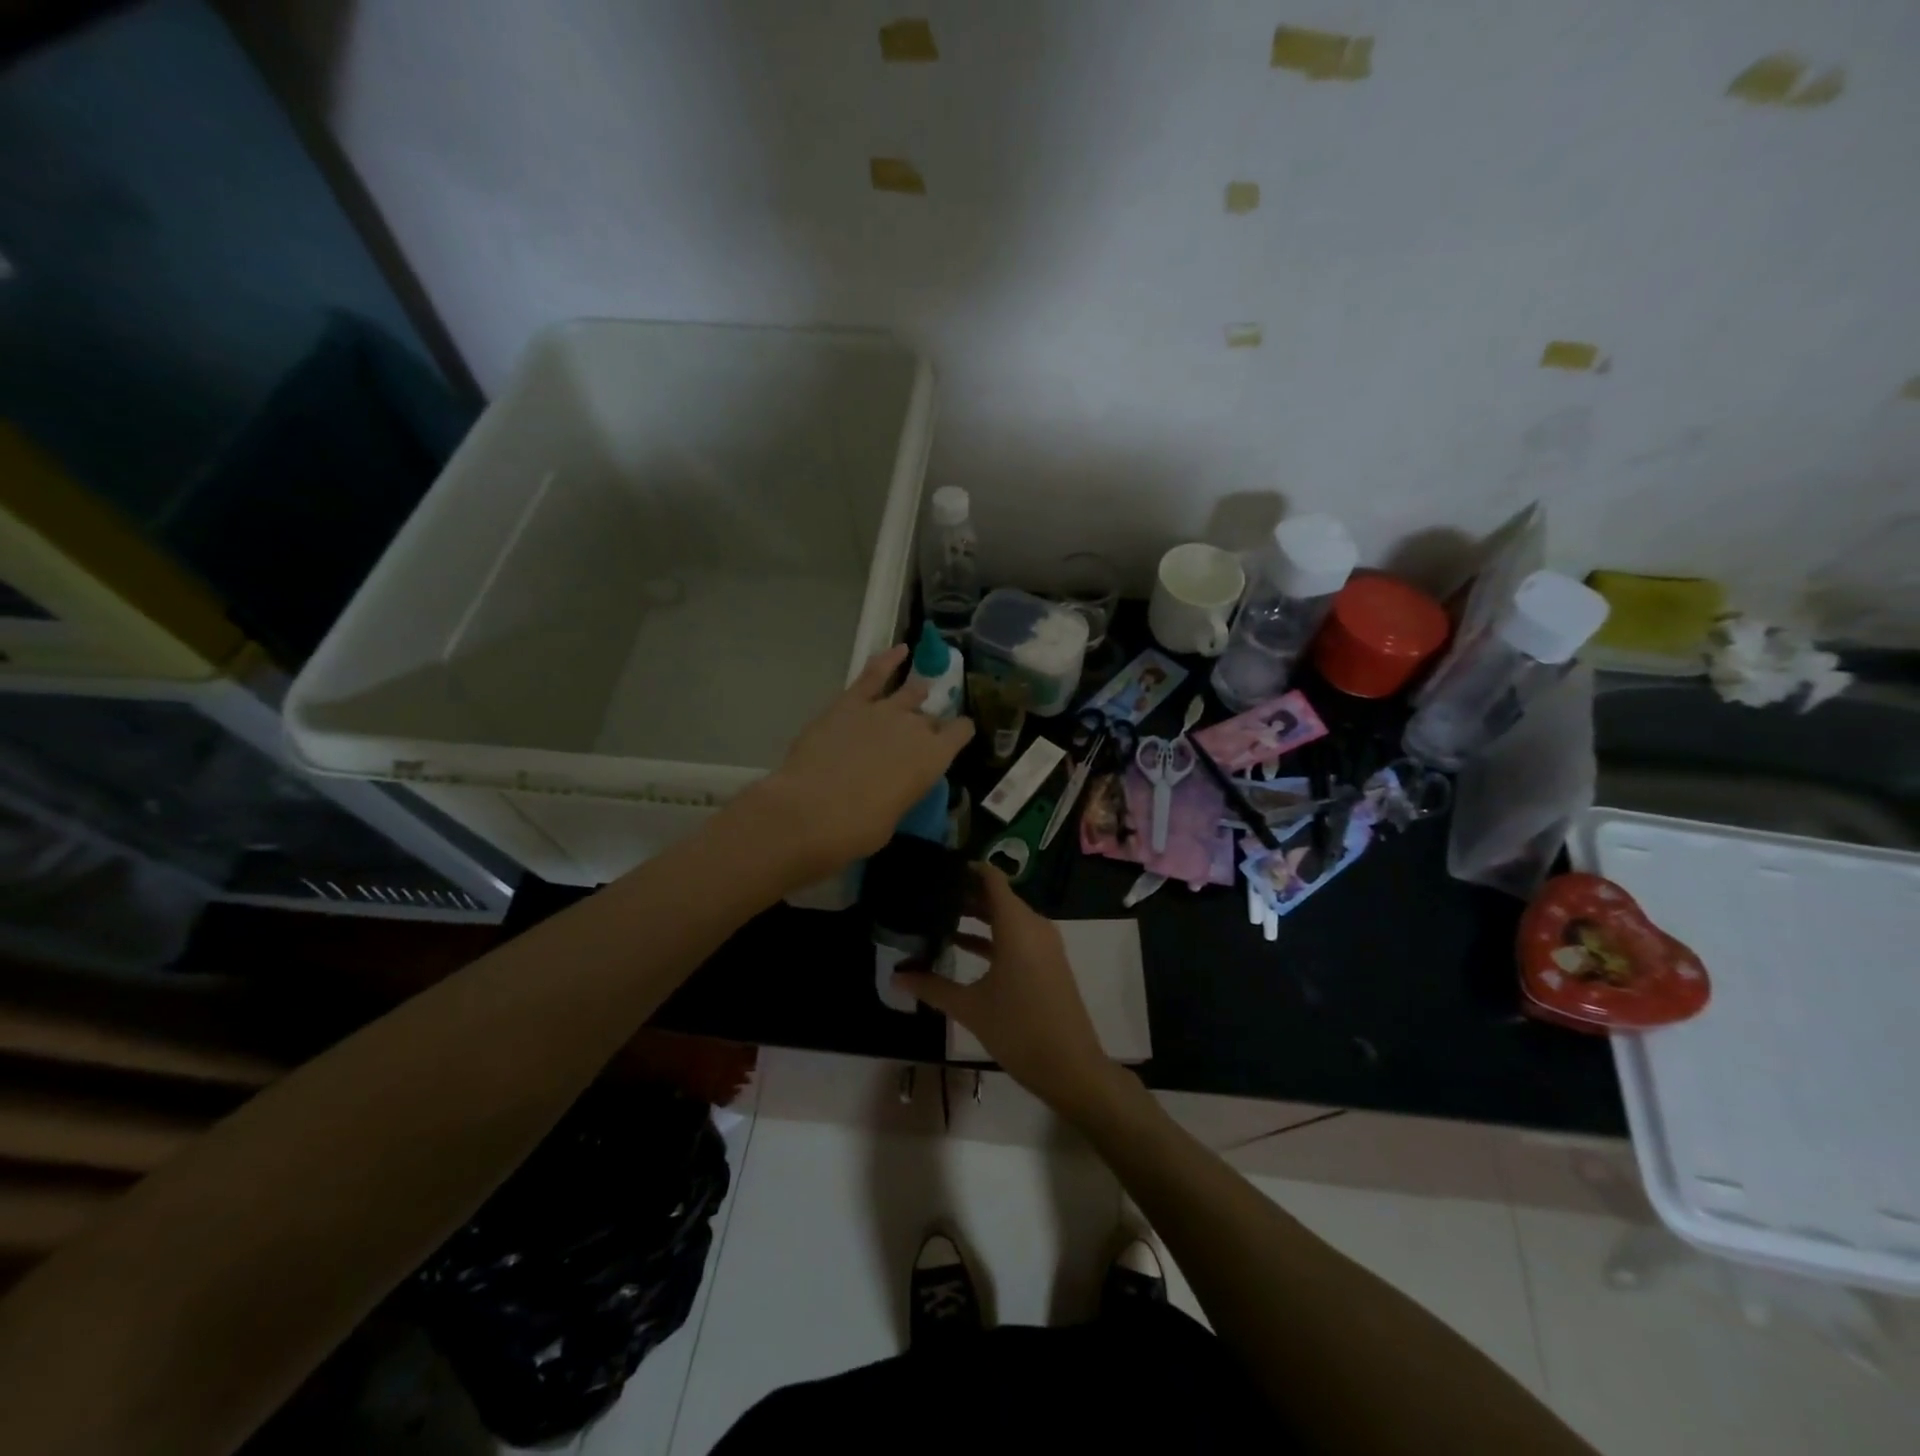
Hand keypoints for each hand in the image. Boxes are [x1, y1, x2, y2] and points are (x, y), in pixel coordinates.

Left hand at [746, 645, 972, 879]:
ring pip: (909, 692)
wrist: (811, 812)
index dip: (960, 733)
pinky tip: (900, 651)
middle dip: (928, 724)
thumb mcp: (894, 816)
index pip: (961, 733)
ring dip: (915, 693)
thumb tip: (895, 784)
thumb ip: (902, 790)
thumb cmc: (858, 829)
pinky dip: (888, 660)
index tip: (957, 736)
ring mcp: (883, 709)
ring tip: (919, 690)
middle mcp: (915, 727)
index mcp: (934, 758)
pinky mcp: (850, 702)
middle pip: (930, 718)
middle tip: (919, 736)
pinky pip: (874, 674)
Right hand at [893, 865, 1122, 1117]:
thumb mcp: (970, 1008)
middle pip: (998, 896)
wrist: (1071, 1067)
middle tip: (928, 893)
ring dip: (977, 915)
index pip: (991, 879)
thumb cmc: (1019, 1029)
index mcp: (1017, 926)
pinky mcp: (1047, 961)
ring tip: (938, 915)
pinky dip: (992, 935)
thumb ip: (932, 987)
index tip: (937, 868)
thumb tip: (896, 977)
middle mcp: (1033, 926)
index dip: (967, 868)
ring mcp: (1044, 944)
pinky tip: (962, 946)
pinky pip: (1017, 935)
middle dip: (965, 893)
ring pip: (1007, 917)